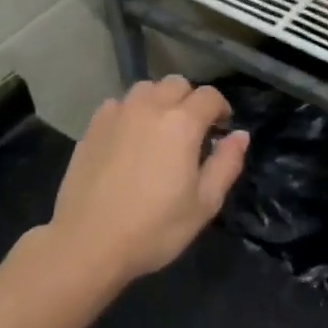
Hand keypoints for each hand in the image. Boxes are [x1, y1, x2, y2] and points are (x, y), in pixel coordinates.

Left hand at [49, 77, 249, 280]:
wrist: (88, 242)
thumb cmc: (154, 228)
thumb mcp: (204, 204)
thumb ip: (226, 163)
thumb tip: (240, 135)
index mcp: (182, 123)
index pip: (210, 96)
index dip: (221, 109)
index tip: (220, 130)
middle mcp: (150, 107)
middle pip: (177, 84)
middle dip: (190, 101)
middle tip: (191, 131)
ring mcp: (117, 113)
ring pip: (146, 89)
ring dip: (159, 101)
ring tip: (159, 130)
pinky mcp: (92, 126)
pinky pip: (118, 104)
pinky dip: (130, 112)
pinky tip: (129, 139)